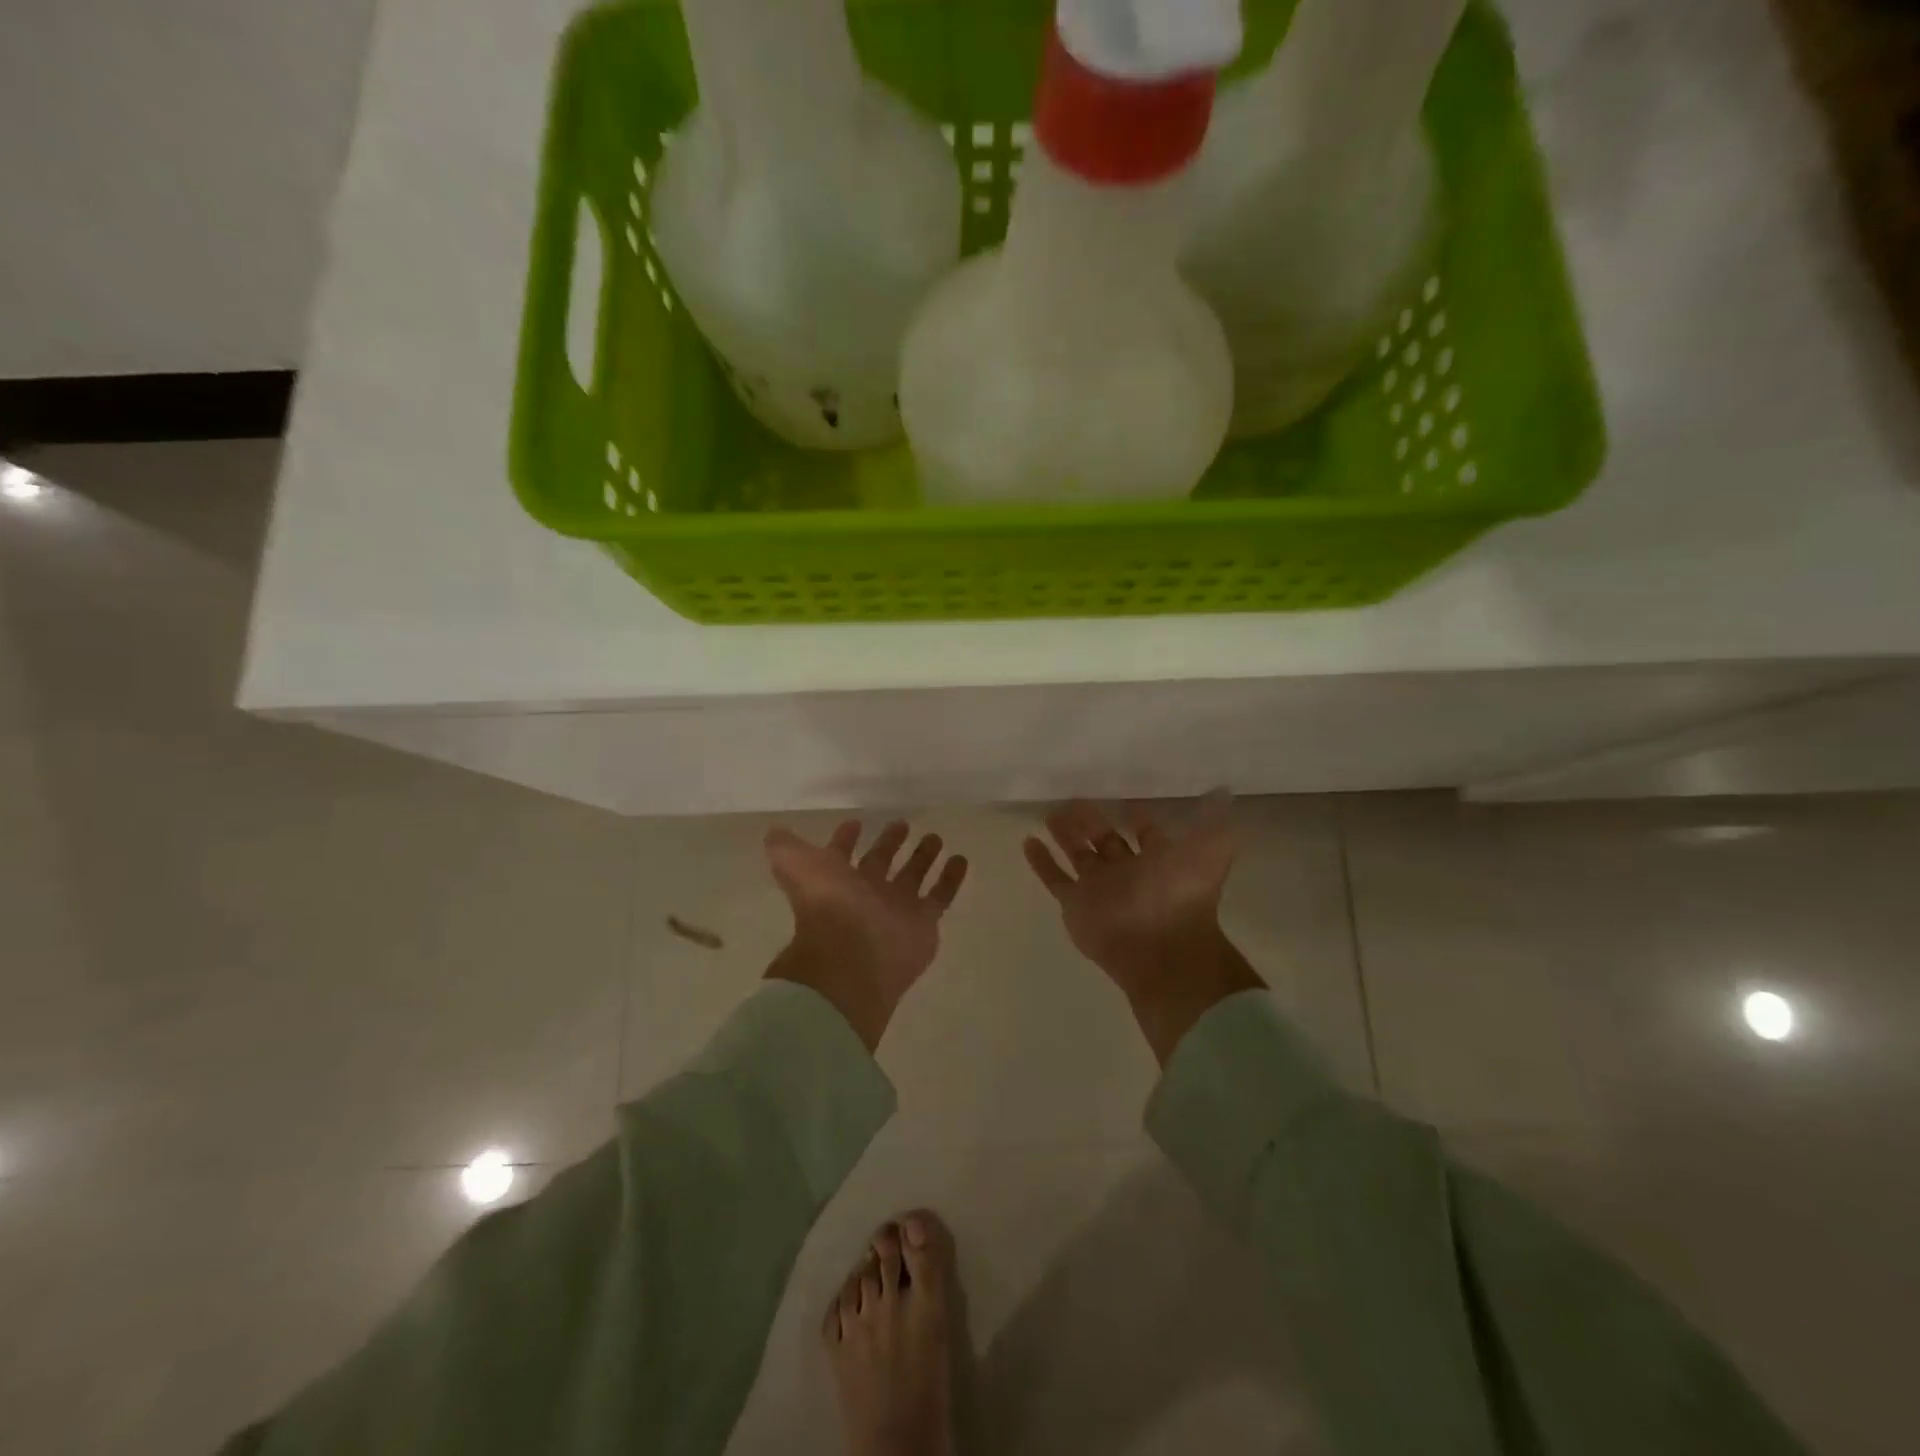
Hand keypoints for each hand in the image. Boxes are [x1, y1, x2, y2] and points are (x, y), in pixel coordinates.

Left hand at [765, 819, 968, 1050]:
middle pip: (880, 864)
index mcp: (836, 881)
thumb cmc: (827, 905)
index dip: (844, 840)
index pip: (840, 856)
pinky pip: (941, 895)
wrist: (855, 955)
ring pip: (913, 876)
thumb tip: (774, 832)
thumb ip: (785, 847)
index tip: (855, 823)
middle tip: (902, 823)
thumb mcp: (795, 865)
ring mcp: (896, 909)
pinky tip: (960, 859)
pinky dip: (951, 878)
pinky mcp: (924, 922)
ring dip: (923, 857)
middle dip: (889, 844)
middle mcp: (866, 894)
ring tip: (935, 837)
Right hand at [1025, 797, 1262, 1065]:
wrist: (1159, 947)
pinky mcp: (1075, 904)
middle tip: (1073, 799)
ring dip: (1065, 835)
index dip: (1137, 816)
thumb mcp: (1210, 850)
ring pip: (1077, 855)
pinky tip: (1028, 840)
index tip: (1123, 798)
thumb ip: (1214, 819)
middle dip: (1091, 821)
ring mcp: (1099, 888)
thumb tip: (1222, 791)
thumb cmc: (1182, 894)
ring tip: (1051, 813)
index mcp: (1159, 860)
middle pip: (1105, 840)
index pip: (1146, 834)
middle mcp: (1128, 872)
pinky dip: (1040, 861)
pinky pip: (1054, 878)